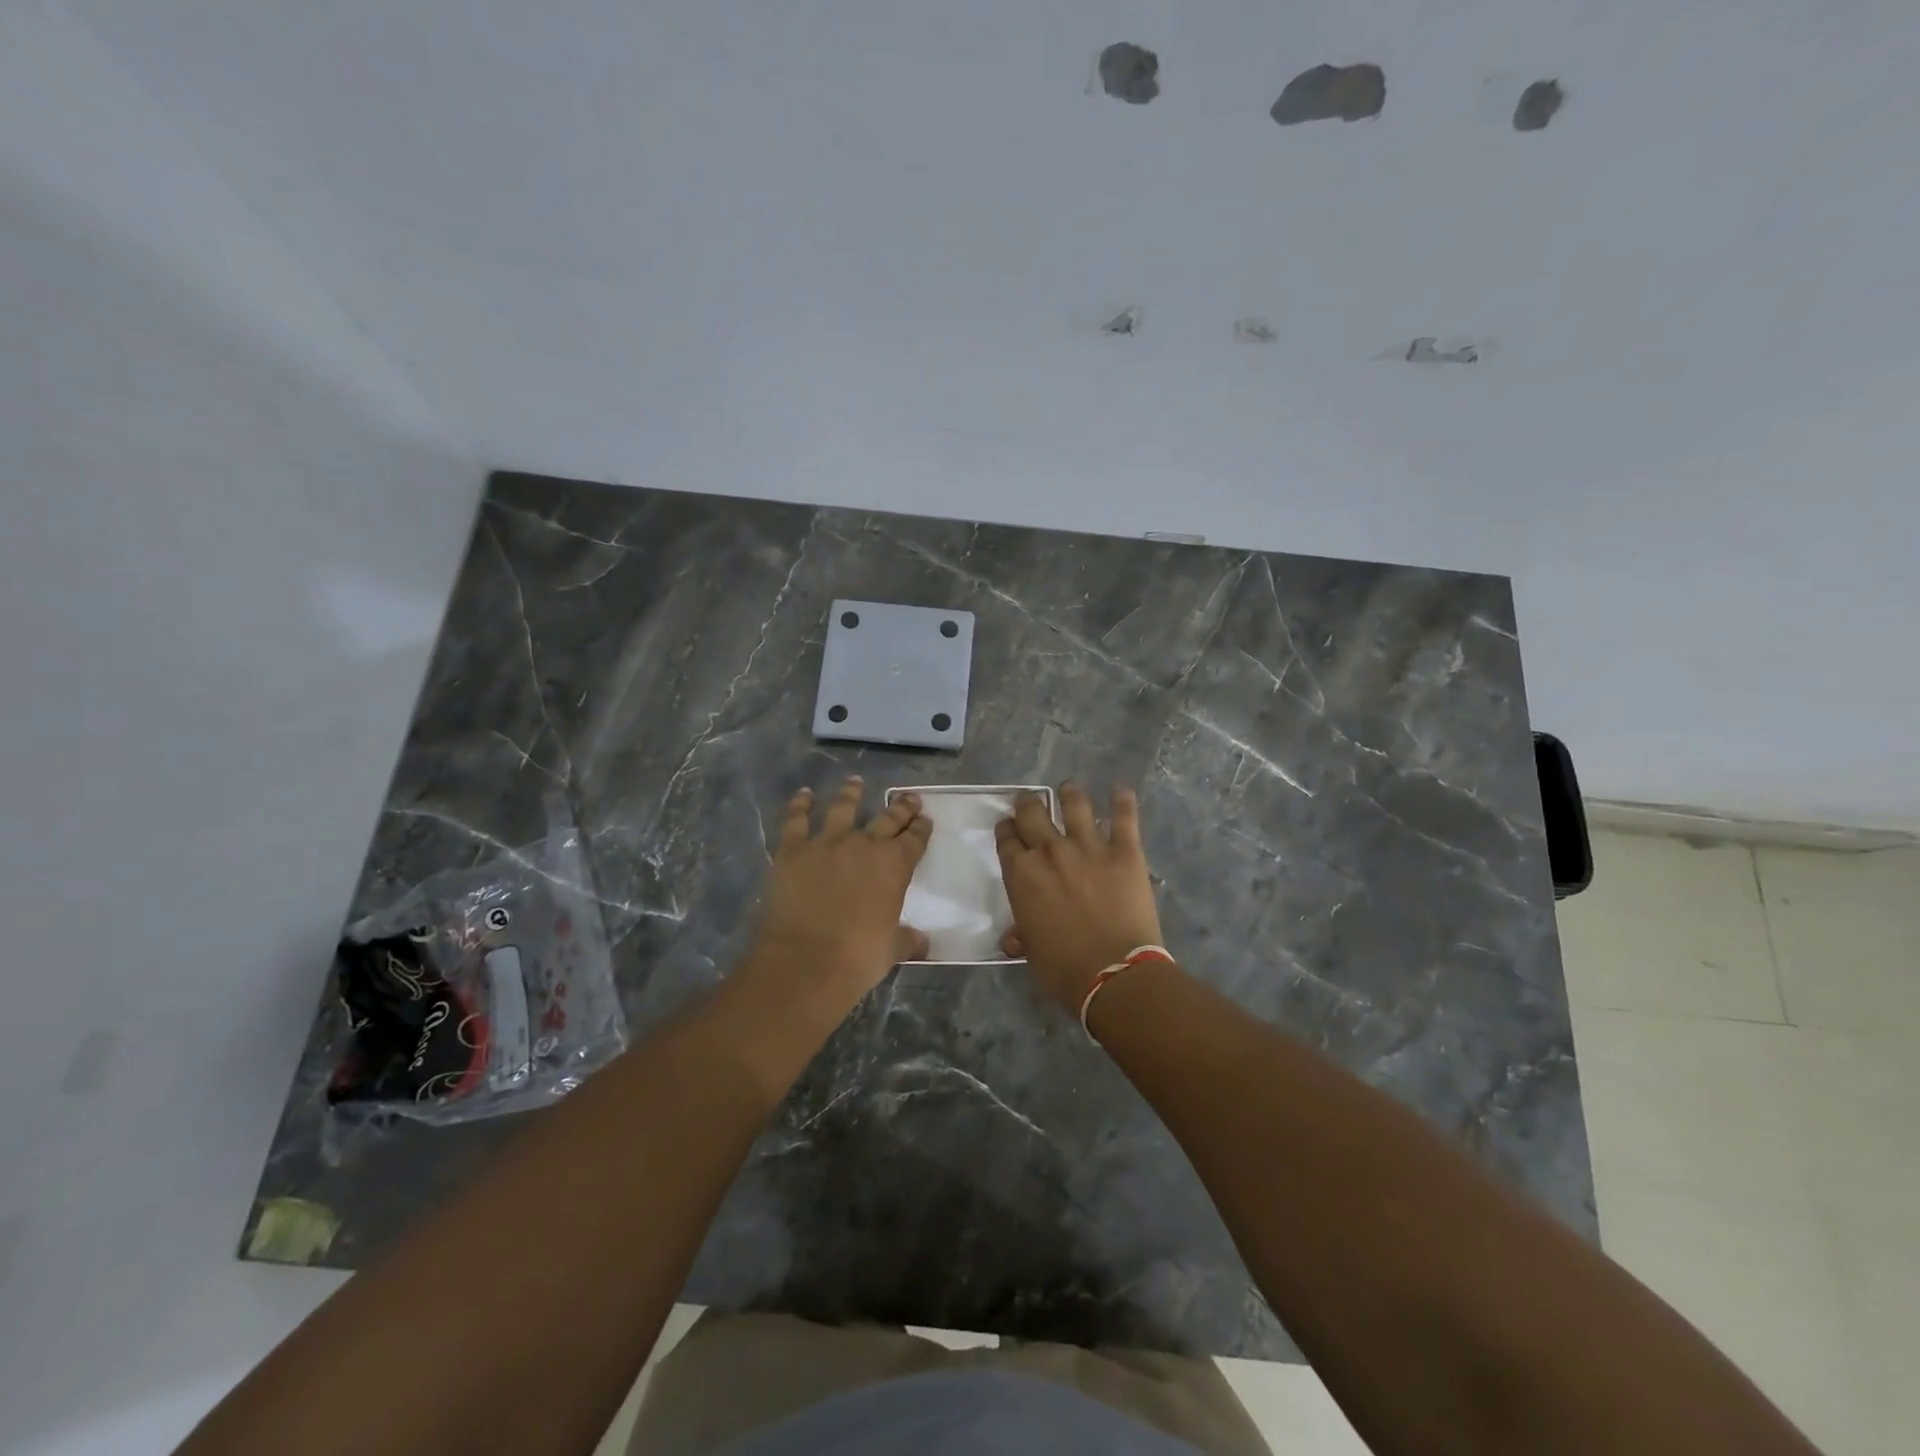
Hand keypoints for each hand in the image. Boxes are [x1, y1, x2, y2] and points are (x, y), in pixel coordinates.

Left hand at [743, 778, 932, 1016]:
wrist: (804, 962)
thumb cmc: (856, 958)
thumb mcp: (891, 950)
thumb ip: (907, 940)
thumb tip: (923, 942)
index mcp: (895, 866)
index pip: (914, 839)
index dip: (921, 828)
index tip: (925, 819)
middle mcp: (864, 845)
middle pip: (887, 819)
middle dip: (900, 807)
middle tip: (908, 798)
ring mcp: (827, 843)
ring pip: (843, 807)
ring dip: (851, 793)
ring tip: (856, 782)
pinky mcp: (793, 849)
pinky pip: (796, 819)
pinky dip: (800, 805)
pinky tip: (804, 795)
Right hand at [995, 783, 1164, 1011]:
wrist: (1114, 975)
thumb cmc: (1064, 970)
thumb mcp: (1032, 953)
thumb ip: (1022, 935)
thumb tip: (1013, 938)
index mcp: (1021, 874)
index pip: (1007, 839)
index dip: (1007, 830)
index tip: (1009, 827)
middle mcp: (1050, 851)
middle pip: (1032, 813)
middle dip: (1028, 804)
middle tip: (1030, 801)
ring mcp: (1088, 847)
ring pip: (1074, 804)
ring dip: (1069, 793)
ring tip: (1069, 789)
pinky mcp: (1124, 851)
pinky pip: (1123, 817)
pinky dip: (1122, 800)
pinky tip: (1120, 790)